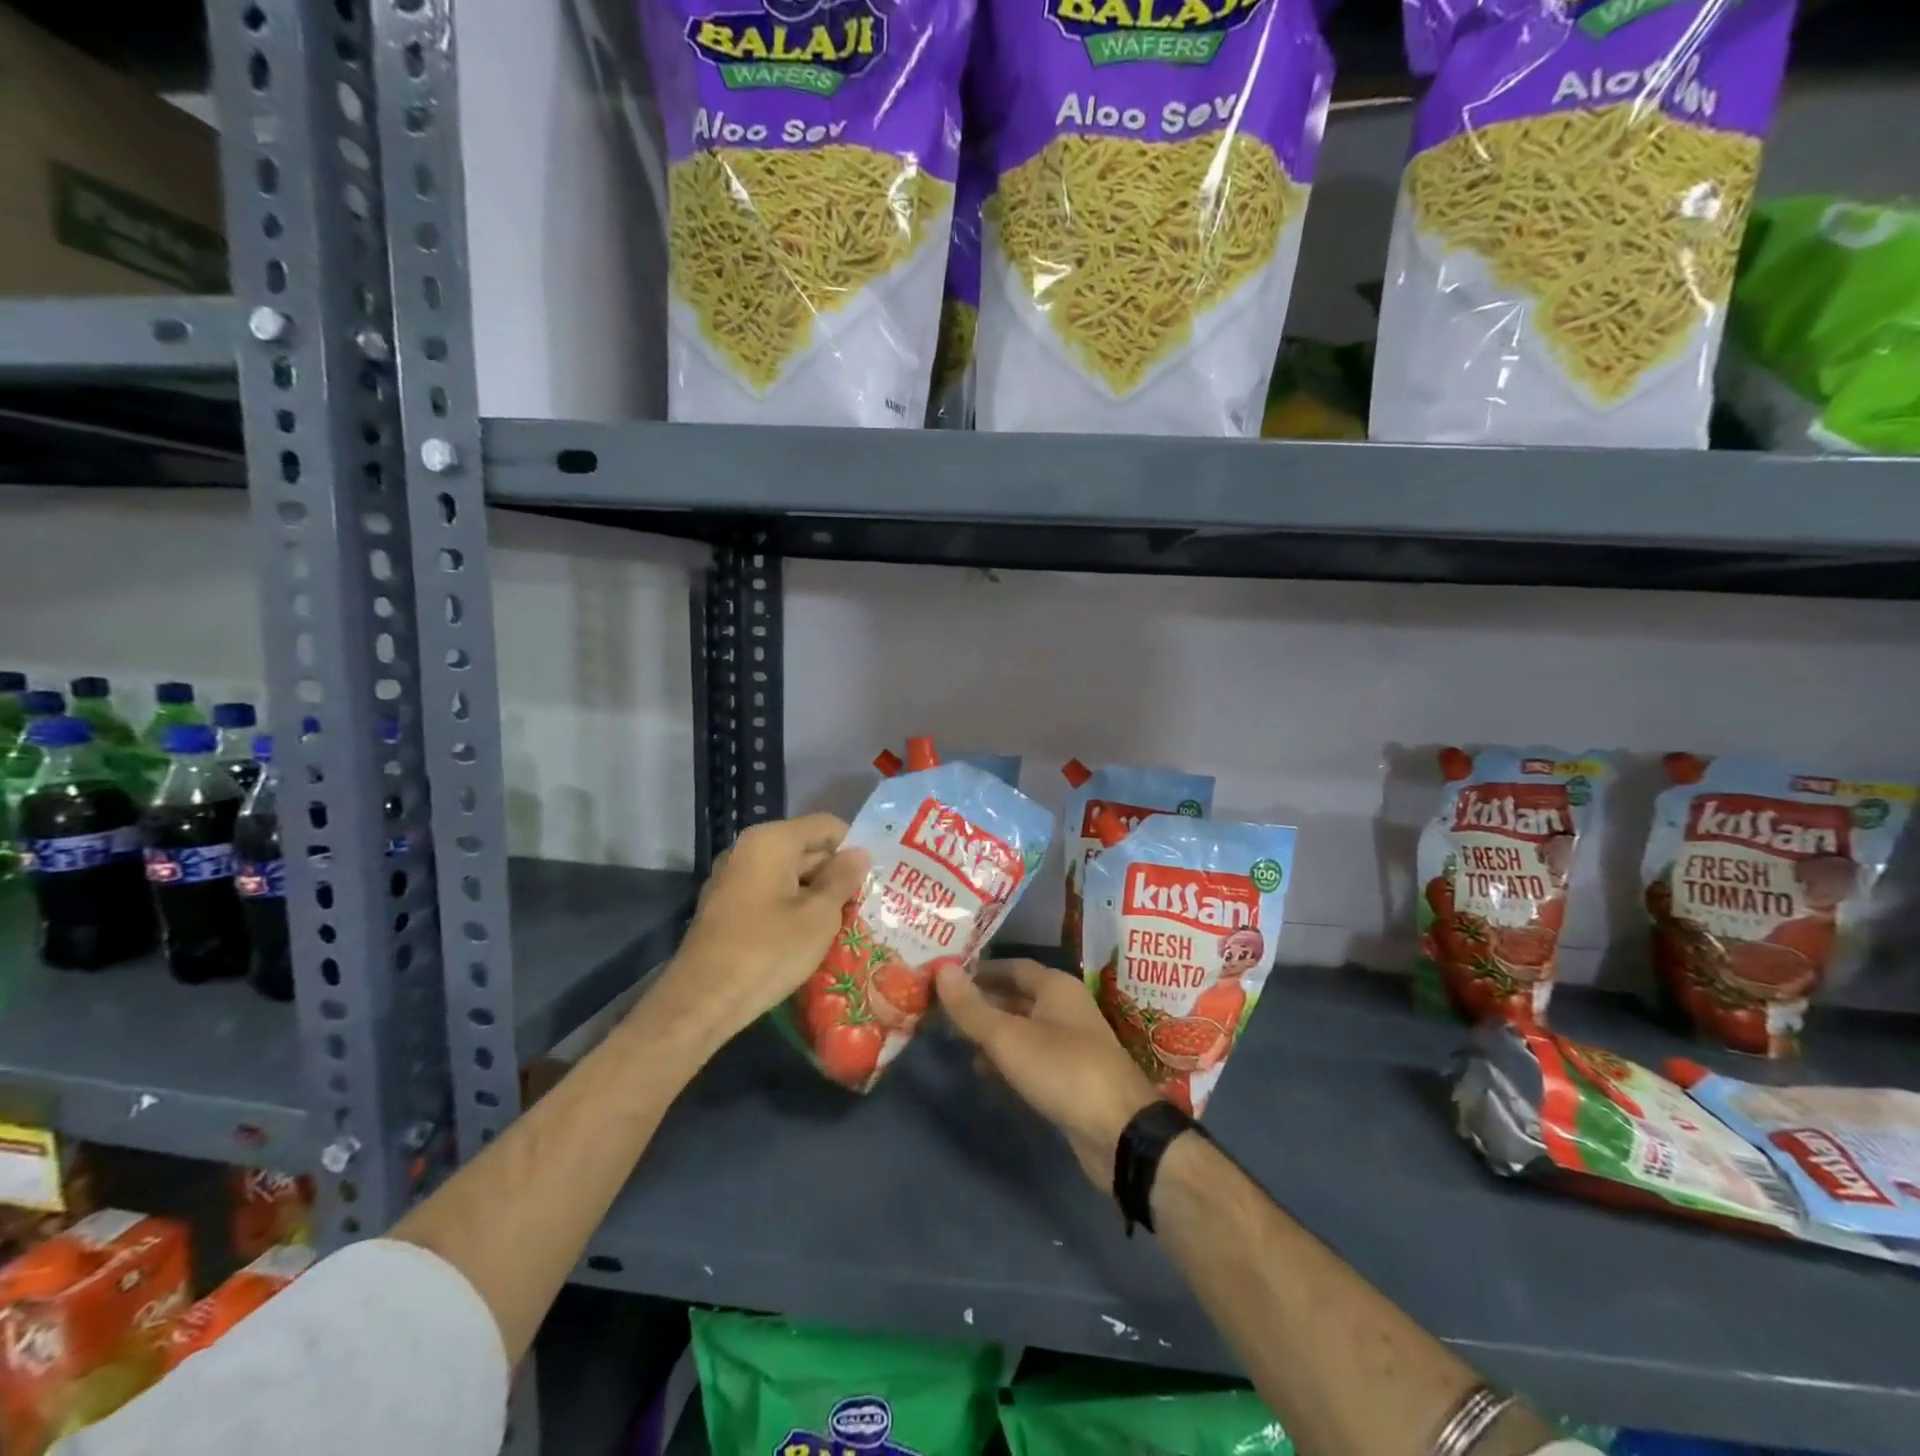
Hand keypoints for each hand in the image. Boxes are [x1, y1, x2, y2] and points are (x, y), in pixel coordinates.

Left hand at [651, 814, 869, 1051]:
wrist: (702, 1001)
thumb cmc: (768, 950)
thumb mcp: (819, 916)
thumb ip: (842, 879)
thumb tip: (859, 854)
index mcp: (771, 841)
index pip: (826, 826)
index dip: (854, 846)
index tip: (877, 875)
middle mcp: (748, 850)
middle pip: (806, 849)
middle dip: (837, 874)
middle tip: (869, 903)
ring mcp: (733, 879)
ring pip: (789, 875)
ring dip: (817, 894)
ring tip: (848, 922)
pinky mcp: (727, 908)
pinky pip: (771, 895)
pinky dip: (793, 908)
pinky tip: (812, 936)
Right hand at [937, 959, 1159, 1186]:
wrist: (1119, 1131)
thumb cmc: (1062, 1069)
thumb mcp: (1008, 1037)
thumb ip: (972, 1007)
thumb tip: (941, 969)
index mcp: (1056, 987)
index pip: (1012, 967)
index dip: (980, 970)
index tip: (946, 976)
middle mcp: (1065, 1008)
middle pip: (1017, 997)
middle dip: (982, 1003)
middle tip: (940, 1009)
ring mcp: (1070, 1044)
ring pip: (1022, 1029)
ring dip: (991, 1034)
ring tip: (954, 1040)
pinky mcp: (1069, 1078)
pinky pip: (1031, 1058)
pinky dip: (1007, 1060)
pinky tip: (983, 1072)